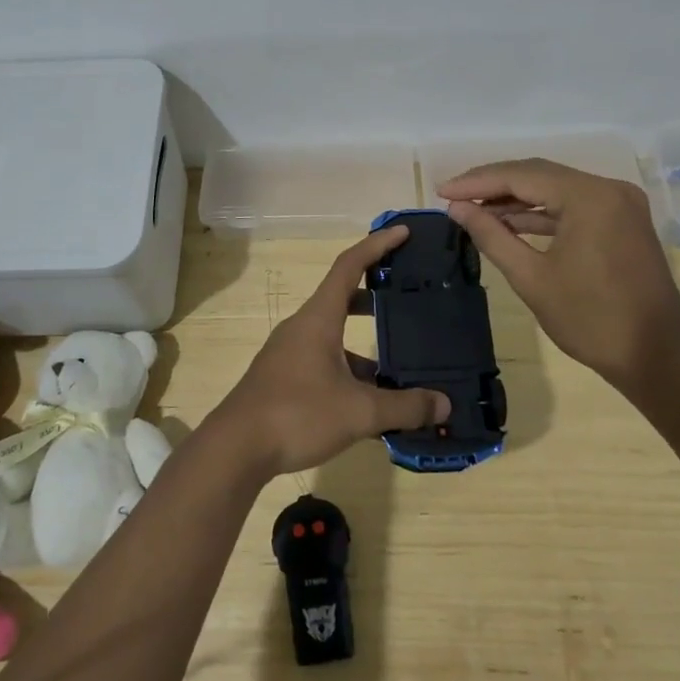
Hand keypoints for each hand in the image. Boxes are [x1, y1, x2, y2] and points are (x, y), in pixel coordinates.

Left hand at [206, 225, 450, 478]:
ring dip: (365, 344)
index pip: (349, 265)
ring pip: (334, 336)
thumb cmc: (297, 414)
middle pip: (342, 297)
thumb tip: (444, 404)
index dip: (377, 245)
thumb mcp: (359, 411)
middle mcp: (303, 327)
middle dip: (376, 295)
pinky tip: (370, 402)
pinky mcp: (283, 378)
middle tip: (408, 298)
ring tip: (401, 365)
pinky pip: (324, 361)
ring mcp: (289, 353)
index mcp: (319, 318)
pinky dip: (350, 371)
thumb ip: (404, 407)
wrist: (235, 448)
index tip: (403, 232)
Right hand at [439, 158, 679, 391]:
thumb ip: (492, 235)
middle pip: (539, 175)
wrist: (656, 356)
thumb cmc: (590, 320)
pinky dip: (542, 213)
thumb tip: (457, 208)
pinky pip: (573, 206)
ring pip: (555, 189)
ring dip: (516, 199)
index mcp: (589, 197)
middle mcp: (608, 188)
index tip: (441, 191)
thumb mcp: (531, 278)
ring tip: (474, 210)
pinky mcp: (622, 221)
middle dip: (494, 185)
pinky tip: (509, 222)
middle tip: (453, 196)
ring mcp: (619, 203)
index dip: (477, 182)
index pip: (521, 176)